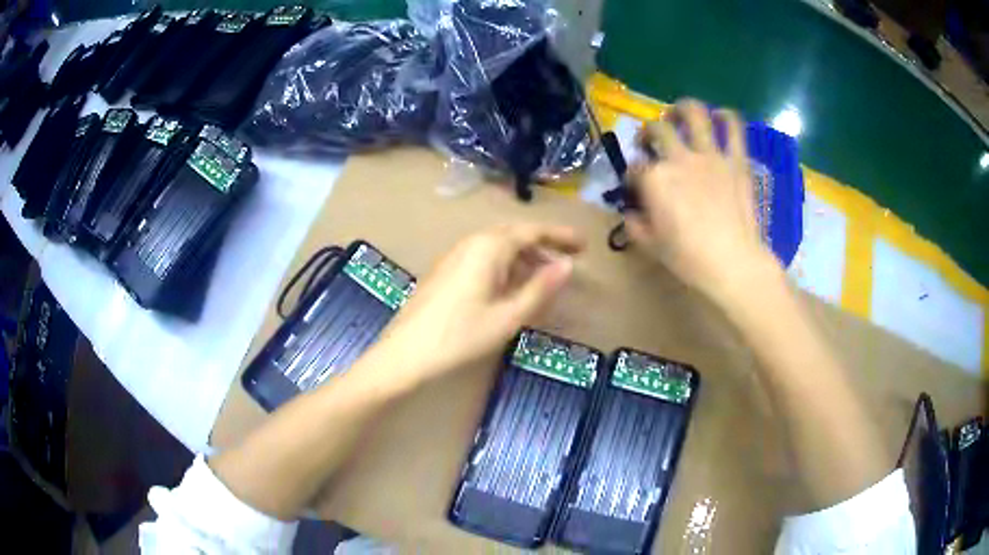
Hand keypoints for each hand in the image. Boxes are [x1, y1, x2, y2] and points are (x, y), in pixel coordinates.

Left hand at [371, 224, 584, 387]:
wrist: (404, 354)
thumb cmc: (459, 336)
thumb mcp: (507, 317)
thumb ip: (540, 289)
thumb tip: (568, 266)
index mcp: (488, 247)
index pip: (532, 231)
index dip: (560, 237)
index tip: (584, 246)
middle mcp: (471, 243)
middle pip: (514, 235)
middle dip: (543, 244)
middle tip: (569, 259)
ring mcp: (455, 256)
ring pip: (498, 247)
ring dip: (524, 256)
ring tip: (545, 276)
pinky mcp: (445, 272)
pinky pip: (483, 259)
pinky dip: (505, 266)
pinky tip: (511, 287)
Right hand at [626, 99, 781, 306]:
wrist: (733, 264)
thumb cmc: (689, 259)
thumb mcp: (650, 246)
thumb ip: (634, 225)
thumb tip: (631, 212)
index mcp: (654, 179)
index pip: (634, 167)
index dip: (631, 175)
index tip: (635, 186)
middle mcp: (678, 158)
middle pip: (657, 130)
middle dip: (647, 133)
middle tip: (650, 142)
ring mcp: (710, 156)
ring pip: (694, 114)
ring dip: (682, 109)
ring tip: (679, 115)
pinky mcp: (736, 160)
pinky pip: (734, 128)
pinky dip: (727, 117)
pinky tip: (721, 116)